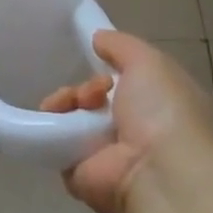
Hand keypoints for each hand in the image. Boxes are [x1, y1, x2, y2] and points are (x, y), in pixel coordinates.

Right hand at [41, 31, 212, 212]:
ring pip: (73, 118)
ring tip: (67, 105)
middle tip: (87, 93)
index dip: (110, 68)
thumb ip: (122, 45)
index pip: (127, 82)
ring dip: (65, 103)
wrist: (157, 174)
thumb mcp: (149, 62)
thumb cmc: (162, 112)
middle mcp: (136, 131)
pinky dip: (50, 130)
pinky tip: (55, 122)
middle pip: (95, 99)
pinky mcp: (81, 173)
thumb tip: (98, 38)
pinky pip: (56, 144)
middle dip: (84, 87)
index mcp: (160, 106)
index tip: (98, 60)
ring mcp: (108, 155)